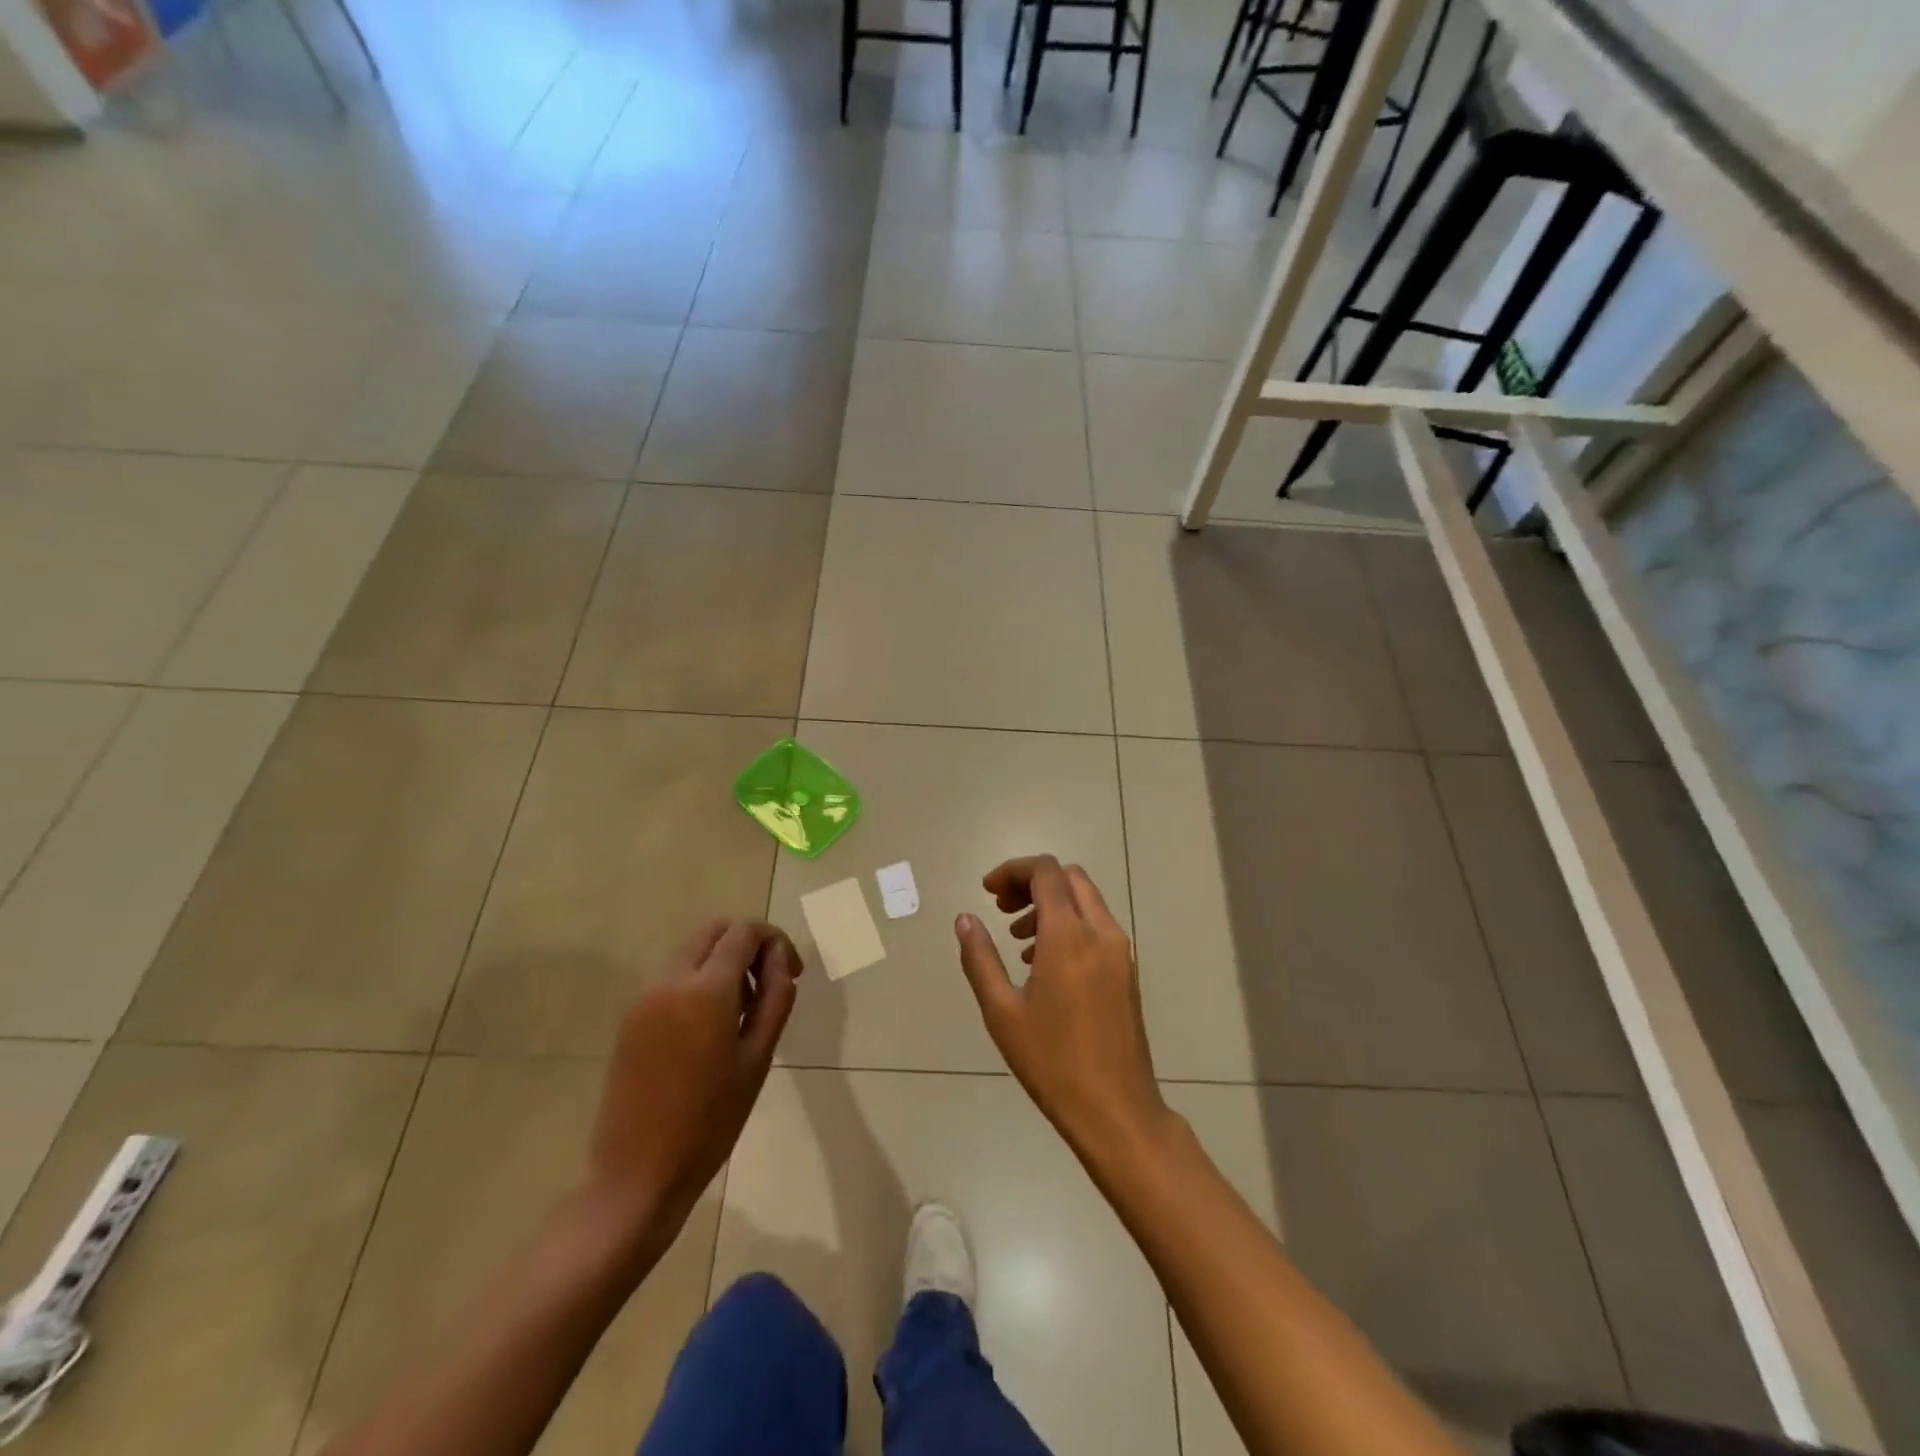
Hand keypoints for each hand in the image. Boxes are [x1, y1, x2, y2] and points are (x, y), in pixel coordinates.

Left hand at [585, 920, 801, 1251]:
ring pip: (691, 950)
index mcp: (706, 989)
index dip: (775, 941)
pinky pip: (671, 976)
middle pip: (714, 930)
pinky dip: (698, 979)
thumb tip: (780, 959)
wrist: (636, 1174)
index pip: (744, 932)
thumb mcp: (758, 1058)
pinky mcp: (630, 1017)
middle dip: (747, 943)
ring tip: (742, 1010)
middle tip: (769, 982)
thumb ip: (775, 997)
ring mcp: (643, 996)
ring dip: (722, 961)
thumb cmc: (710, 1122)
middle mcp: (670, 979)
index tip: (793, 973)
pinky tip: (710, 1026)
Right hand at [954, 857, 1168, 1163]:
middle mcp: (1101, 932)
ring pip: (1085, 899)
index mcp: (1069, 935)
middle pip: (1068, 877)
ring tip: (1016, 938)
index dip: (1013, 871)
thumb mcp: (1002, 1011)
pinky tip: (1042, 962)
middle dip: (1031, 882)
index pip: (1045, 872)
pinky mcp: (1127, 970)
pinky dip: (1069, 923)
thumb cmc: (1052, 1062)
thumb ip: (980, 958)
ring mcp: (1120, 951)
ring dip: (1050, 903)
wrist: (1116, 1109)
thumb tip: (965, 919)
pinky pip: (1097, 925)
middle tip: (1001, 908)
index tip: (988, 892)